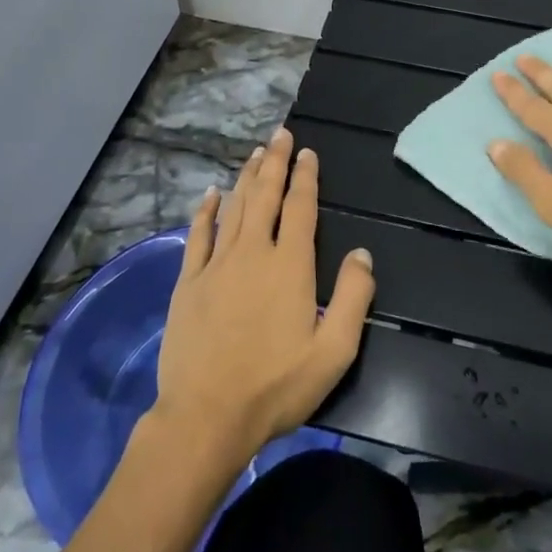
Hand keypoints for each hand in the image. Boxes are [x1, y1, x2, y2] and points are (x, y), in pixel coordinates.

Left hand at [151, 128, 375, 468]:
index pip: (300, 207)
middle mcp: (253, 252)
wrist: (206, 418)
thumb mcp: (334, 351)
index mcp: (289, 265)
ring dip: (246, 177)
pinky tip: (211, 193)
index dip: (305, 177)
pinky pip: (198, 235)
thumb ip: (354, 297)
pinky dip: (206, 211)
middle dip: (275, 162)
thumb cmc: (275, 387)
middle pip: (265, 195)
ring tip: (255, 152)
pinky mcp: (188, 283)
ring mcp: (216, 265)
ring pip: (234, 208)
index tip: (307, 152)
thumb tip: (363, 253)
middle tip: (280, 133)